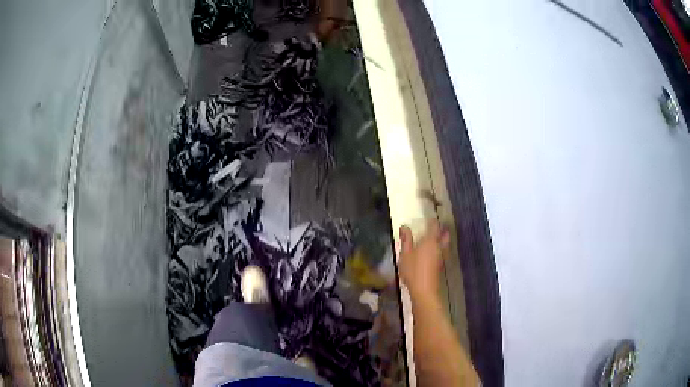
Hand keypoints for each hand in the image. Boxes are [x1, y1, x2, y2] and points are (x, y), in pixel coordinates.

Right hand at [398, 219, 449, 299]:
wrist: (424, 290)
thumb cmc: (413, 270)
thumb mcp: (405, 254)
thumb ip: (406, 240)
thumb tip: (404, 226)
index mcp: (430, 241)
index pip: (434, 226)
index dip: (432, 220)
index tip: (428, 217)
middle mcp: (439, 247)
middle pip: (444, 234)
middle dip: (441, 229)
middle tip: (435, 226)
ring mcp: (441, 256)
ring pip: (445, 244)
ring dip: (442, 239)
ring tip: (434, 238)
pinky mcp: (441, 265)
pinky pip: (442, 251)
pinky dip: (440, 248)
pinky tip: (433, 252)